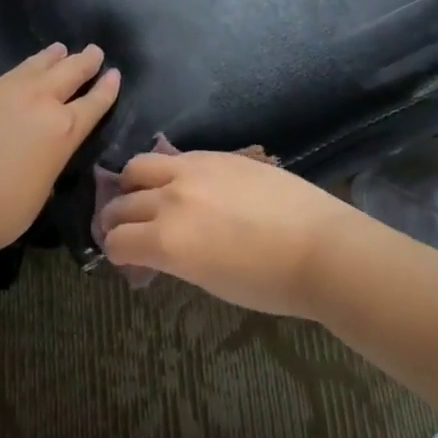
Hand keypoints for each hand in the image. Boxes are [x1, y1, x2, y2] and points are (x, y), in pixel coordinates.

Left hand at [0, 42, 119, 258]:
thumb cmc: (4, 211)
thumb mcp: (43, 183)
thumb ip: (48, 154)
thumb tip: (39, 146)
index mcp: (63, 129)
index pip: (94, 102)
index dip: (106, 88)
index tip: (114, 74)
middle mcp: (37, 100)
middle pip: (68, 72)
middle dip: (84, 61)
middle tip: (93, 51)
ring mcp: (1, 90)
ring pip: (33, 65)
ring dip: (49, 58)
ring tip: (57, 49)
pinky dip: (10, 80)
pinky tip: (6, 86)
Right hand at [96, 150, 358, 316]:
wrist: (322, 248)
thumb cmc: (269, 283)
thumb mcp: (209, 281)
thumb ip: (173, 259)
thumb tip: (155, 251)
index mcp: (167, 241)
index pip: (117, 241)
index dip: (116, 251)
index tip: (123, 256)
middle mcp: (170, 200)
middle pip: (121, 203)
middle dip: (115, 219)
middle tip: (122, 228)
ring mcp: (192, 170)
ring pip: (139, 166)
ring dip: (132, 184)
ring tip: (142, 194)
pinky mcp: (216, 155)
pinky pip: (174, 157)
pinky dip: (165, 171)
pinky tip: (179, 183)